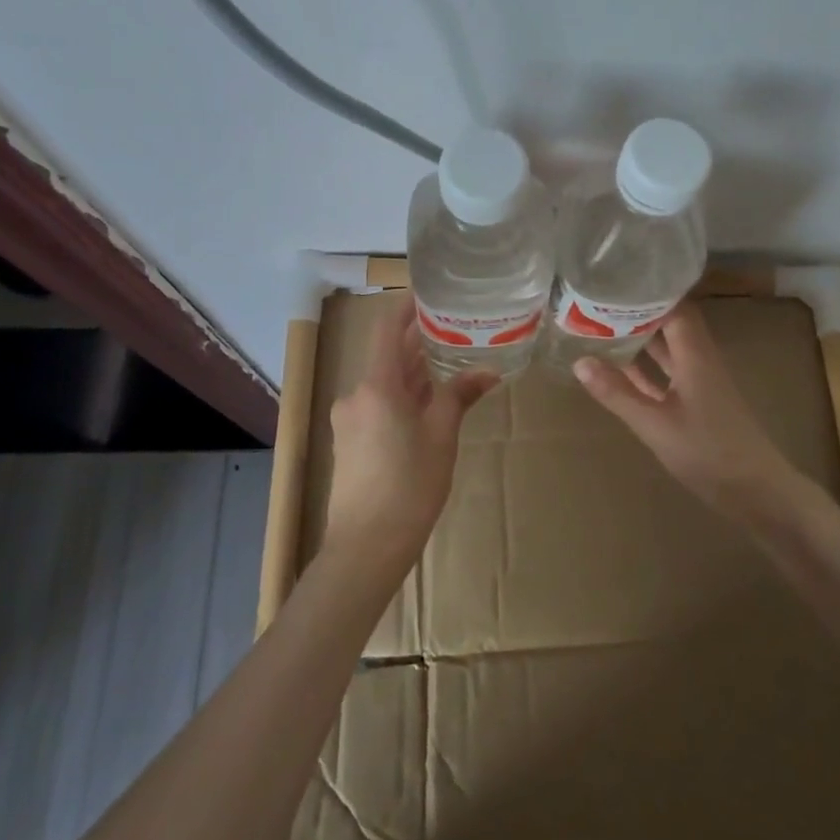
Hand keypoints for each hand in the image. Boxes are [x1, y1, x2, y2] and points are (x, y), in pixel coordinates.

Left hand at [324, 296, 496, 574]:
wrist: (366, 547)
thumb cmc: (409, 485)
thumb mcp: (442, 436)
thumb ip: (460, 396)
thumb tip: (489, 371)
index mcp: (376, 385)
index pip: (386, 328)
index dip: (406, 306)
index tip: (429, 293)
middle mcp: (356, 395)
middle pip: (388, 356)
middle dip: (418, 342)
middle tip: (455, 328)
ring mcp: (350, 419)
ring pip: (385, 383)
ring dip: (413, 372)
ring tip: (450, 362)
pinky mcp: (351, 442)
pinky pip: (379, 405)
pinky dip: (403, 396)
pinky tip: (429, 404)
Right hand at [572, 303, 795, 512]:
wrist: (757, 493)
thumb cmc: (708, 452)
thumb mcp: (655, 424)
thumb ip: (618, 393)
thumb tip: (579, 361)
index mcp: (695, 354)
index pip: (674, 307)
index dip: (648, 291)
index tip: (615, 280)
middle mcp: (699, 360)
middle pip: (669, 324)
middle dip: (638, 312)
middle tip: (598, 301)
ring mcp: (700, 383)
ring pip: (667, 350)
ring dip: (640, 339)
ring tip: (602, 326)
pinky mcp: (698, 404)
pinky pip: (668, 374)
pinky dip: (646, 368)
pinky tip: (619, 368)